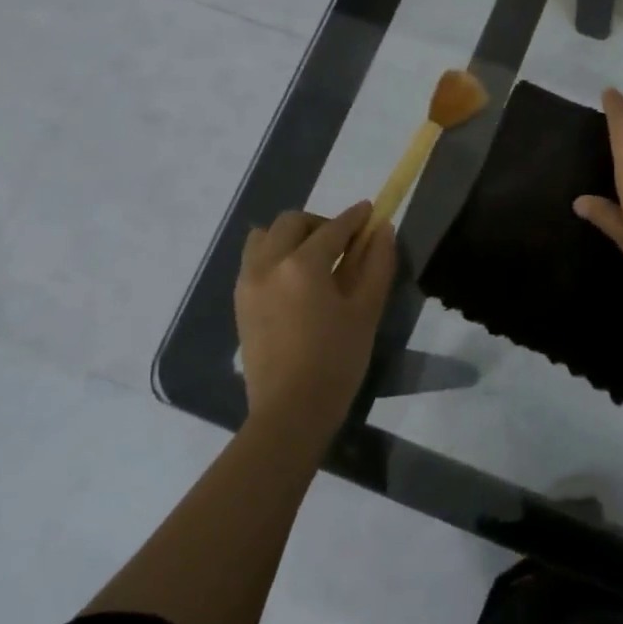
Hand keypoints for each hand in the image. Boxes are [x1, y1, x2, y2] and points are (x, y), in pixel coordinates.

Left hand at [235, 202, 396, 440]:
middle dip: (320, 224)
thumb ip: (377, 263)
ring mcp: (248, 283)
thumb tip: (382, 229)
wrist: (290, 412)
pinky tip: (295, 281)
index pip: (333, 228)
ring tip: (314, 259)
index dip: (355, 217)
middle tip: (344, 243)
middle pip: (292, 223)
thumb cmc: (337, 360)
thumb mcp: (366, 310)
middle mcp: (268, 264)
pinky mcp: (240, 303)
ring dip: (291, 236)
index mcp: (302, 265)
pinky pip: (254, 261)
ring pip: (264, 237)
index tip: (370, 210)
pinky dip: (274, 255)